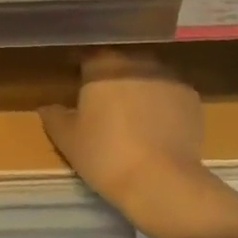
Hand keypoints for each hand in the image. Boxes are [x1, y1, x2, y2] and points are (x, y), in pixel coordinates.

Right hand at [39, 49, 206, 219]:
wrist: (162, 183)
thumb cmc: (106, 155)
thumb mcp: (68, 139)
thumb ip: (54, 116)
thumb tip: (46, 106)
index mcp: (102, 64)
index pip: (87, 54)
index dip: (80, 67)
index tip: (76, 82)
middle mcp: (136, 61)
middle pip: (119, 62)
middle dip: (112, 76)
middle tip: (105, 102)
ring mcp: (167, 76)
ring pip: (147, 74)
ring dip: (139, 87)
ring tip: (134, 115)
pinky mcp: (191, 97)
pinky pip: (169, 93)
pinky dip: (163, 103)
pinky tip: (159, 126)